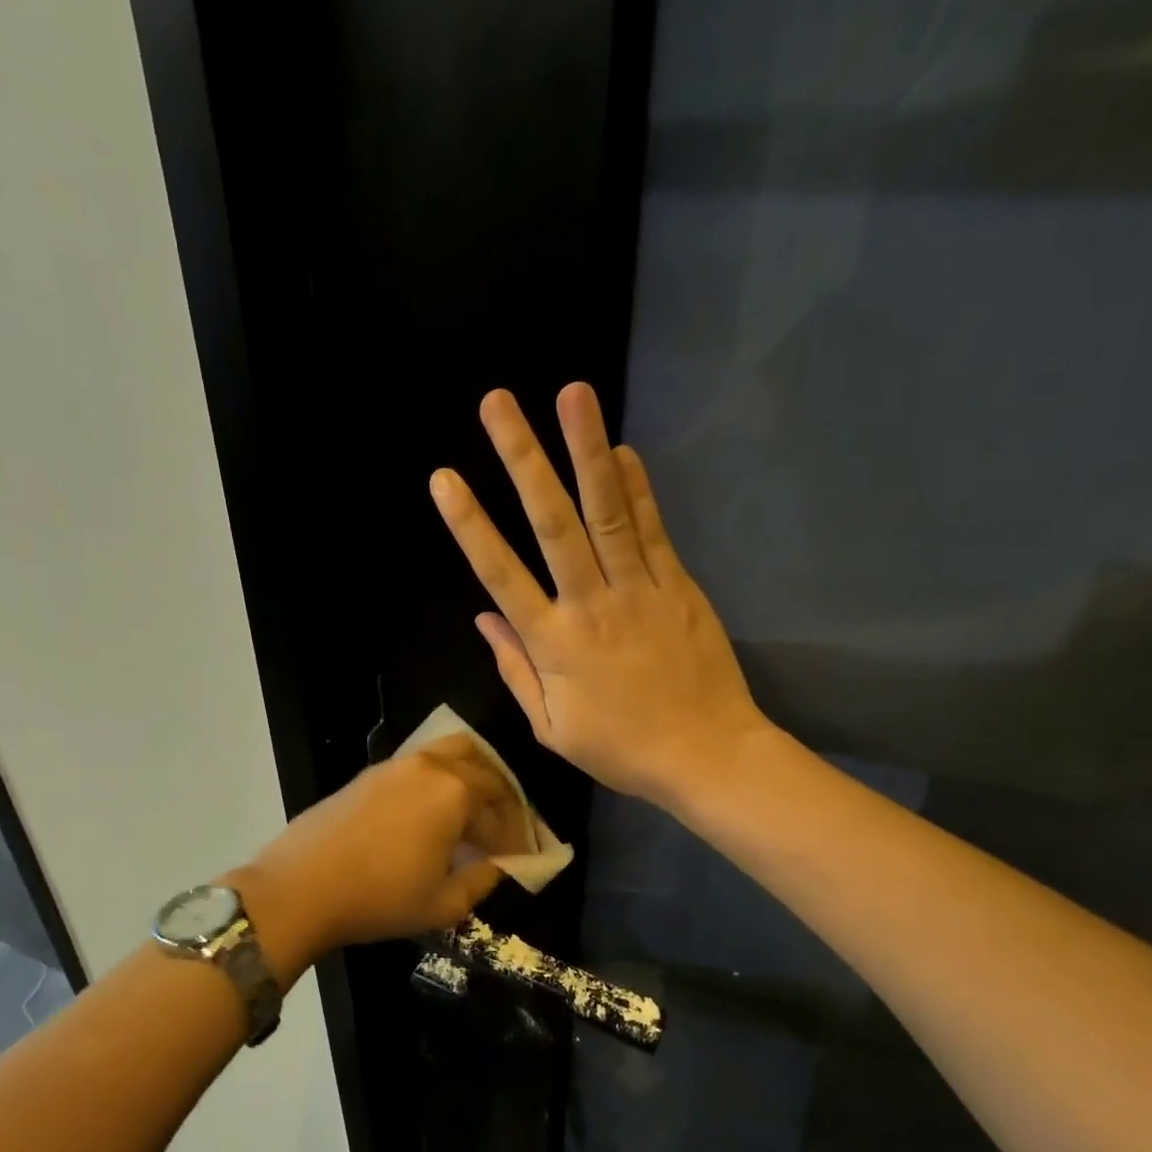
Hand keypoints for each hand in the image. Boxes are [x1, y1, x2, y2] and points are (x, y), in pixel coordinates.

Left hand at [226, 735, 528, 980]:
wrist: (300, 887)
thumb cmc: (378, 898)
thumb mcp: (443, 904)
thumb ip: (483, 880)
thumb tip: (500, 865)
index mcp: (455, 792)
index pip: (501, 810)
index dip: (516, 836)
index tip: (520, 858)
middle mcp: (431, 766)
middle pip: (484, 769)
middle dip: (501, 799)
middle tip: (504, 830)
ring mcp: (397, 764)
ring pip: (452, 752)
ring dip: (473, 777)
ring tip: (475, 811)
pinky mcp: (370, 773)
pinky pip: (421, 762)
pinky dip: (441, 778)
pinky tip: (433, 811)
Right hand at [428, 383, 768, 807]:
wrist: (707, 756)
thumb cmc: (622, 750)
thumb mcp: (552, 728)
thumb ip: (516, 670)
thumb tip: (484, 618)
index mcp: (554, 644)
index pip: (501, 574)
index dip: (470, 525)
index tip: (444, 478)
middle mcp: (592, 605)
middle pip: (553, 524)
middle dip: (523, 460)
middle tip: (498, 404)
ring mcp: (640, 590)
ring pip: (607, 512)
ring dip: (586, 450)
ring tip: (572, 394)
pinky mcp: (678, 587)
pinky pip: (654, 530)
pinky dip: (637, 488)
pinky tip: (622, 448)